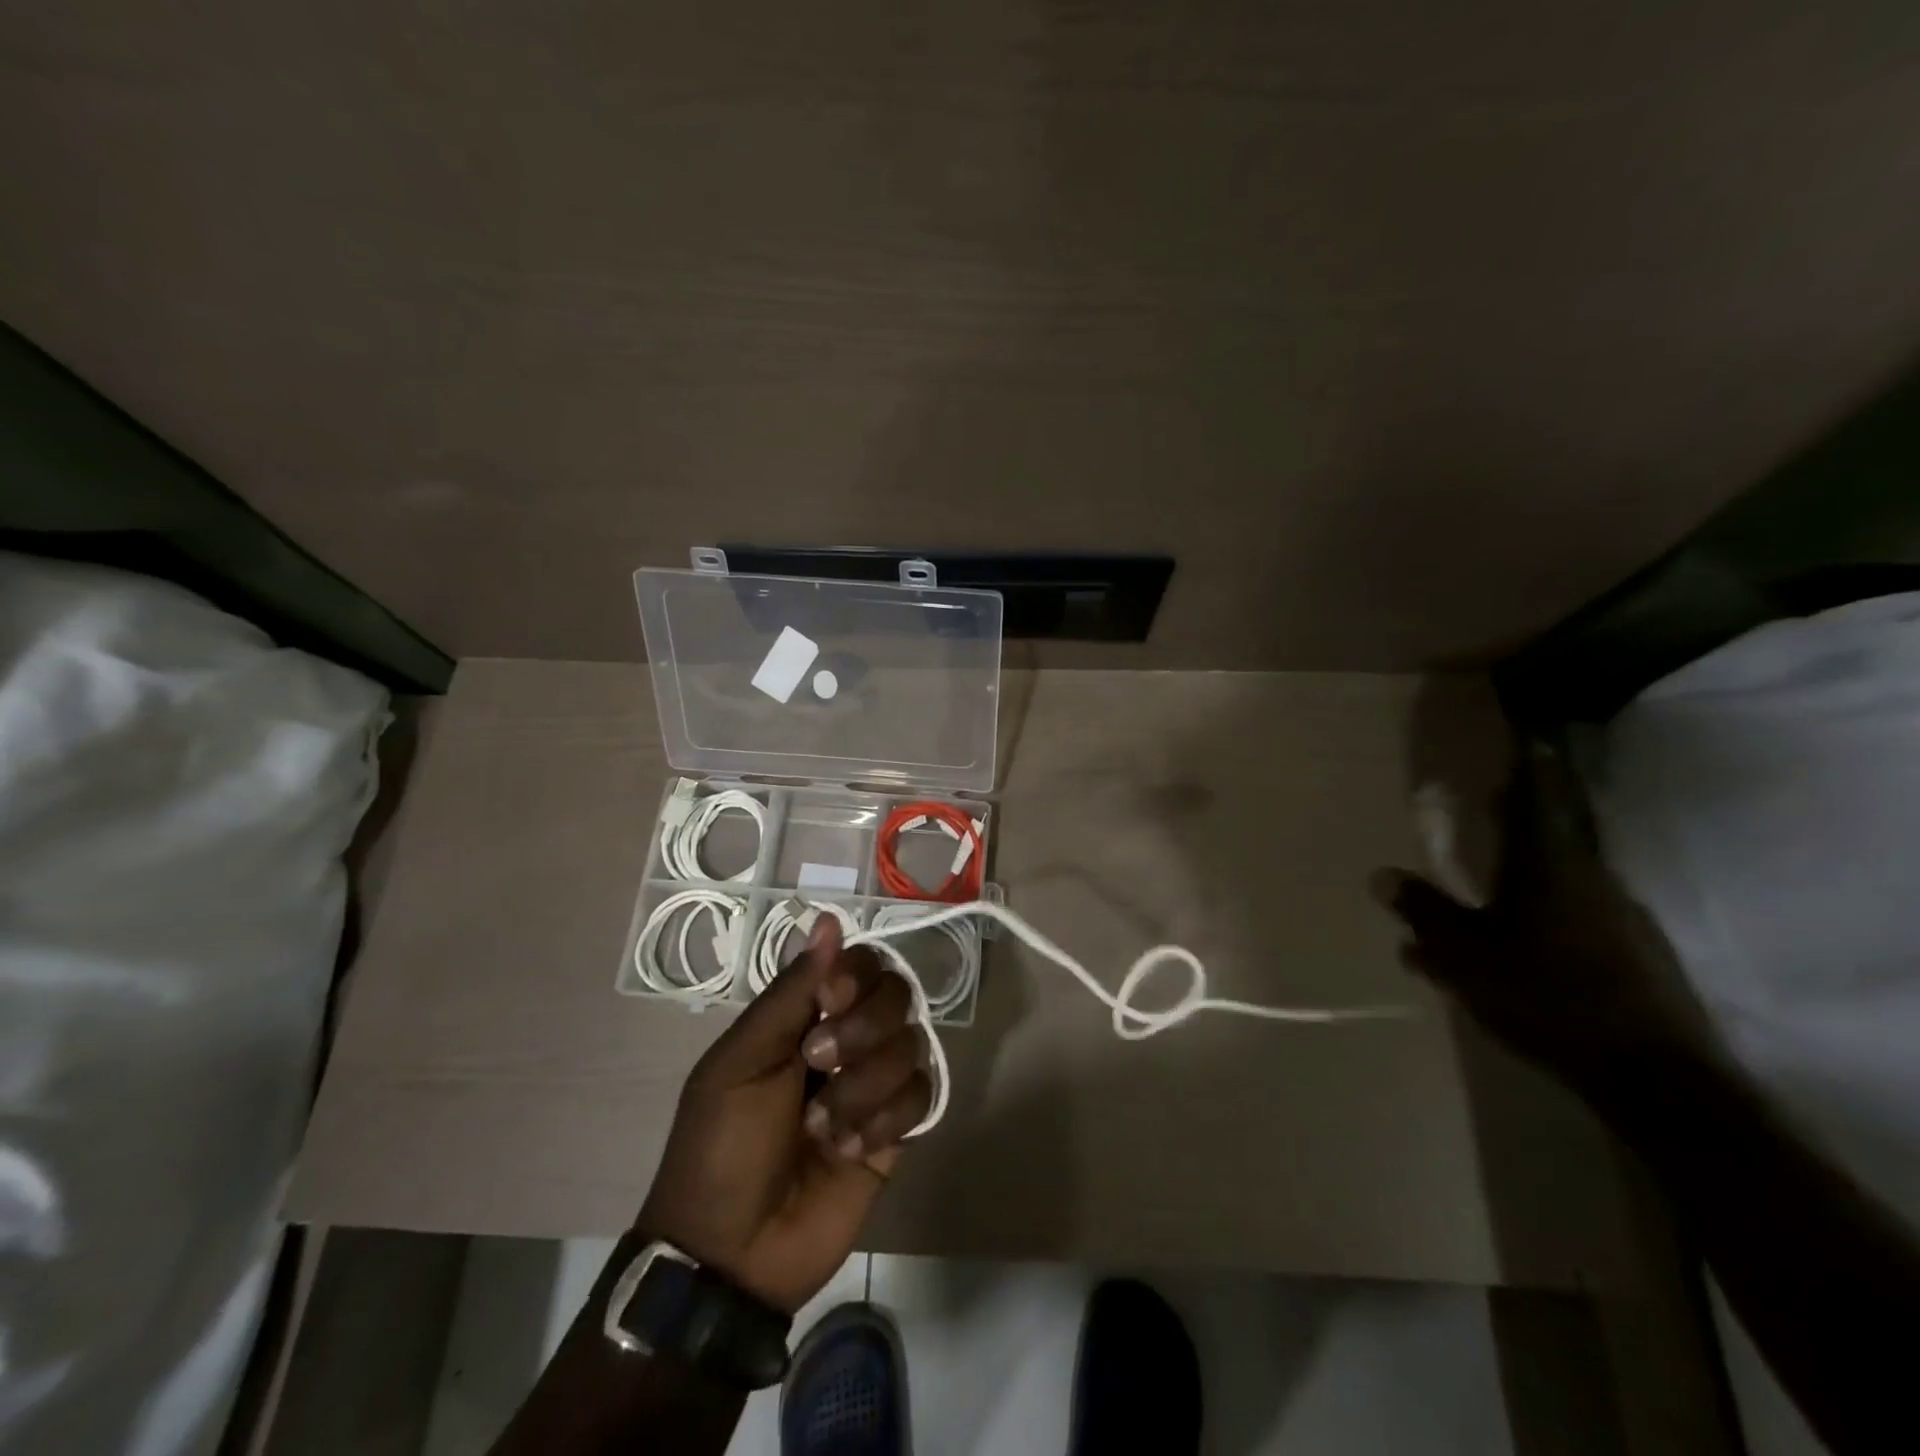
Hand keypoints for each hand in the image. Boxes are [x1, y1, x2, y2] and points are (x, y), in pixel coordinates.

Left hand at [637, 916, 932, 1312]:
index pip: (860, 962)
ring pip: (910, 1045)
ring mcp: (874, 1084)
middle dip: (862, 1030)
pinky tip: (849, 1151)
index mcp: (806, 1015)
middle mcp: (848, 1038)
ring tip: (822, 1129)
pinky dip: (885, 1121)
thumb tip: (828, 920)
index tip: (830, 999)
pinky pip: (922, 1096)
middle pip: (896, 994)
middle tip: (817, 1064)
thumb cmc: (720, 1145)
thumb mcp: (741, 1061)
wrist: (730, 1253)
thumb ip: (790, 992)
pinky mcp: (897, 1131)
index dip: (856, 974)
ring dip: (864, 1088)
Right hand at [1374, 740, 1717, 1096]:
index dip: (1529, 765)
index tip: (1525, 733)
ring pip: (1563, 879)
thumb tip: (1380, 875)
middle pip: (1554, 832)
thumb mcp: (1464, 954)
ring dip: (1527, 871)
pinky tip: (1519, 945)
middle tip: (1494, 799)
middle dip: (1521, 814)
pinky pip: (1578, 916)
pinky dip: (1544, 913)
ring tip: (1491, 882)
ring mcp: (1621, 918)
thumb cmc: (1545, 995)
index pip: (1539, 797)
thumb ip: (1424, 912)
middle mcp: (1591, 880)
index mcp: (1549, 867)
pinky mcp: (1637, 956)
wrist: (1654, 1076)